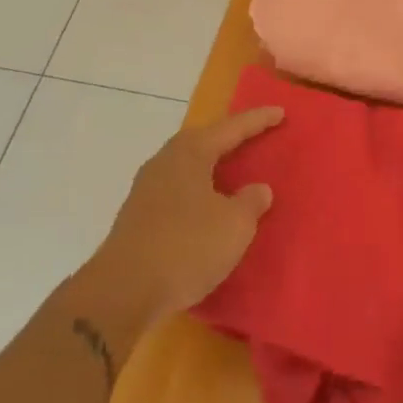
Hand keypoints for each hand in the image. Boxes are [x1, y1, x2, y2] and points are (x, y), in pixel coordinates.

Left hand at [92, 107, 281, 326]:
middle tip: (254, 136)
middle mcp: (165, 160)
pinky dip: (197, 190)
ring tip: (231, 170)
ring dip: (210, 165)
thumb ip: (251, 202)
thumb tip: (257, 189)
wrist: (122, 291)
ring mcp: (146, 188)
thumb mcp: (234, 226)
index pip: (232, 128)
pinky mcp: (137, 215)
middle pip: (204, 140)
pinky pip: (177, 189)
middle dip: (229, 138)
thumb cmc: (186, 247)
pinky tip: (205, 206)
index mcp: (191, 152)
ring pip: (187, 165)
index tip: (280, 112)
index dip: (258, 120)